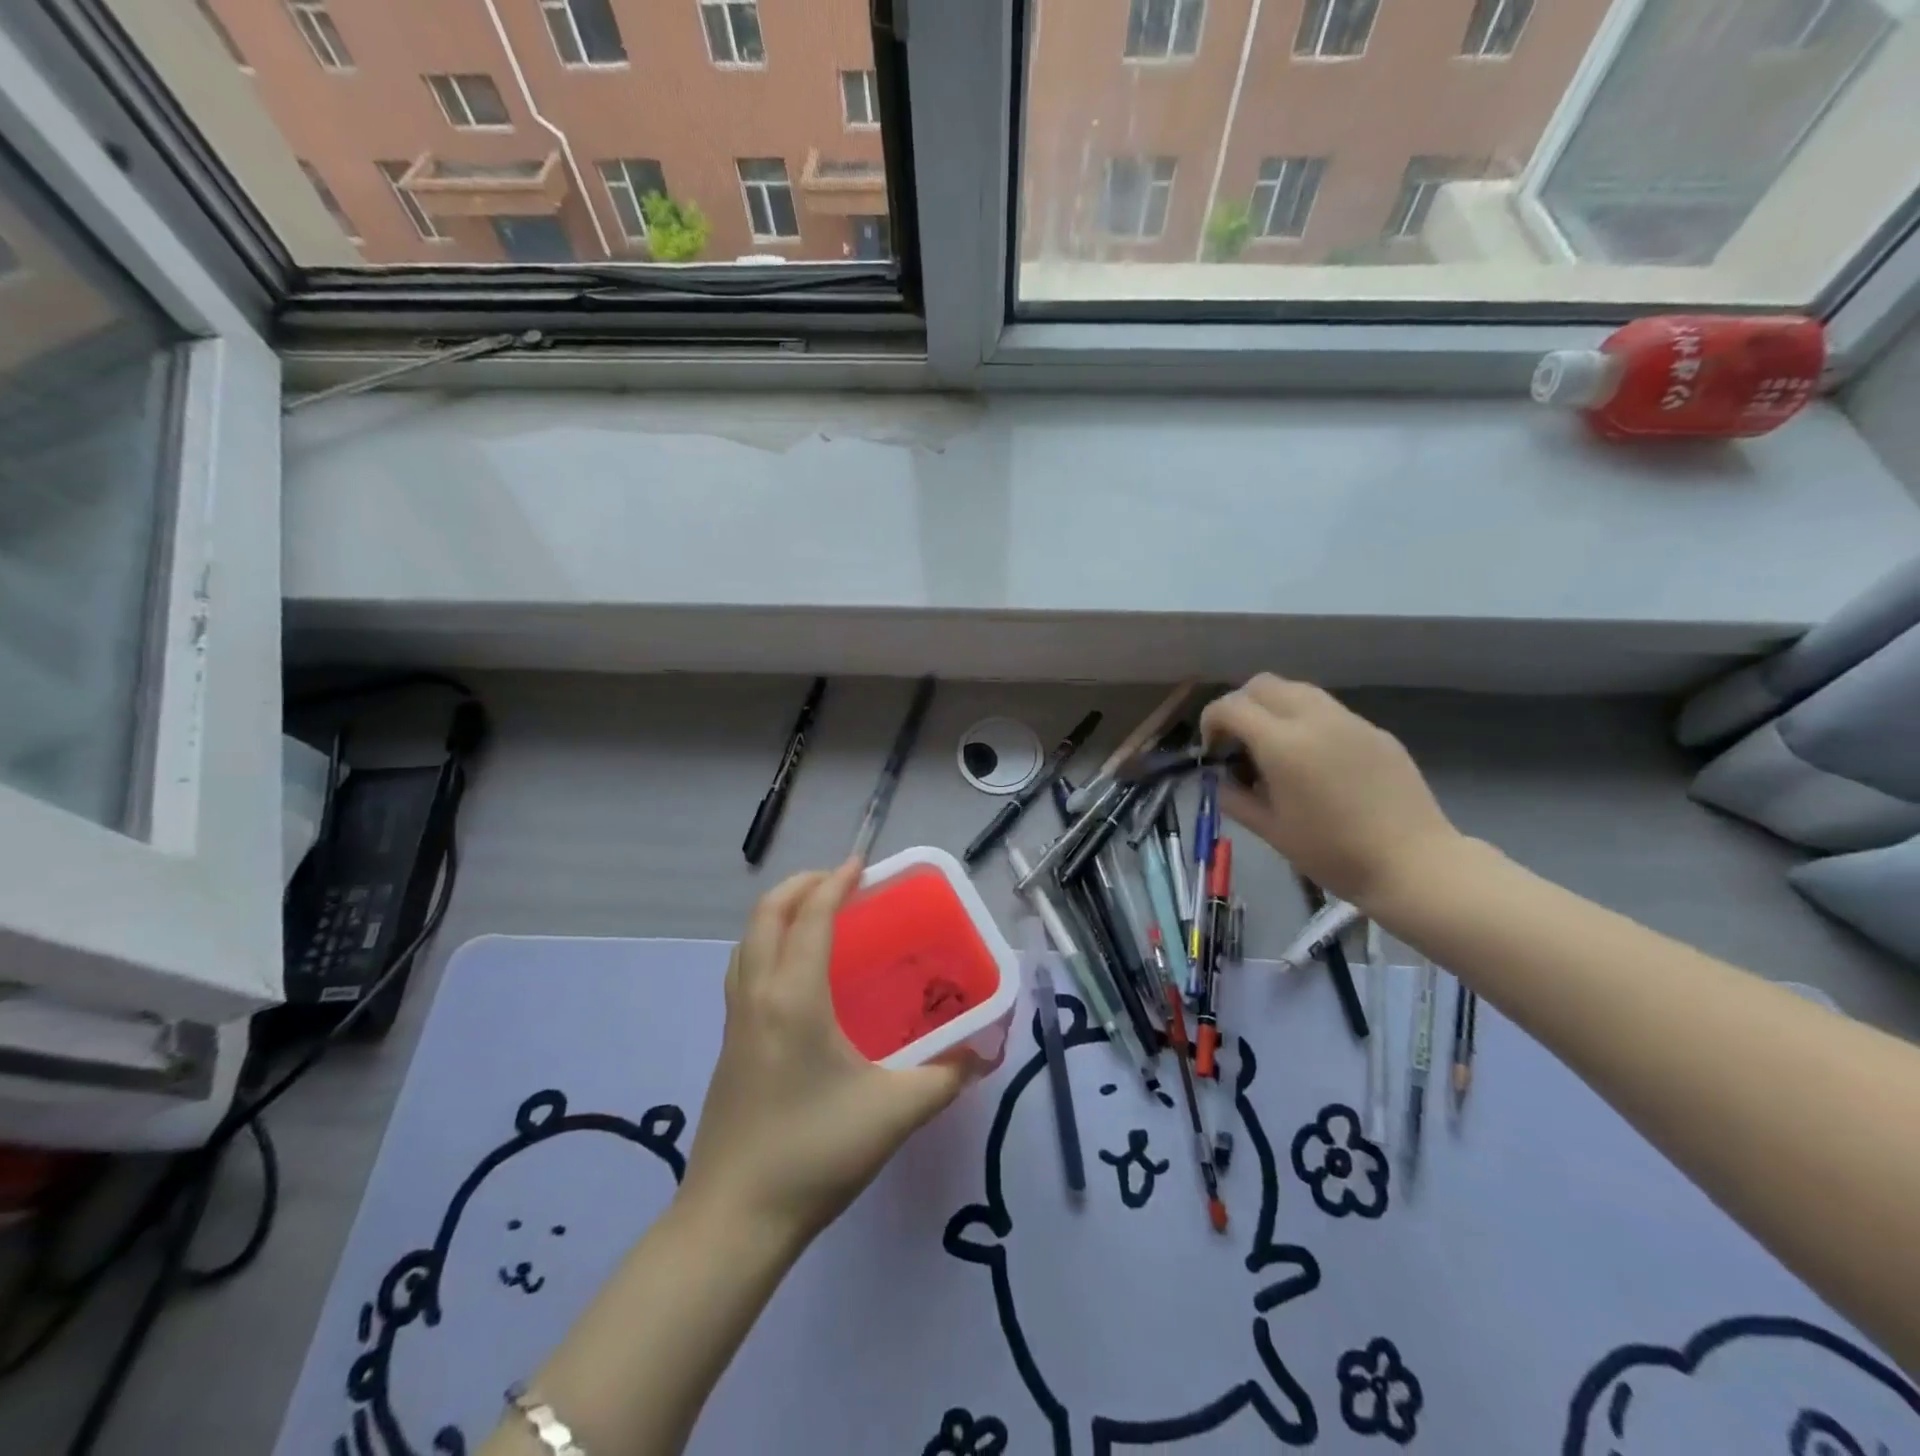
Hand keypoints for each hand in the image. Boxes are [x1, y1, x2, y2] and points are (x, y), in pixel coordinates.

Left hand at [680, 860, 987, 1246]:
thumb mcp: (894, 1113)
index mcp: (794, 998)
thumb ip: (945, 1078)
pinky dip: (766, 945)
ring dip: (777, 913)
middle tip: (839, 883)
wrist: (734, 1220)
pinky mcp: (727, 1045)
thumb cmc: (815, 1154)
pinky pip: (743, 970)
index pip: (810, 917)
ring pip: (747, 941)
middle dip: (800, 885)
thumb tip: (981, 1055)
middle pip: (766, 915)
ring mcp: (735, 1021)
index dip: (835, 883)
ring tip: (815, 915)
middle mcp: (758, 996)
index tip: (861, 864)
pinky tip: (795, 975)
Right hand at [1201, 675, 1462, 907]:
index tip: (1212, 750)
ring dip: (1274, 708)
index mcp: (1283, 744)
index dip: (1211, 721)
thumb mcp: (1270, 831)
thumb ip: (1235, 798)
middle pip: (1263, 684)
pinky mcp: (1376, 731)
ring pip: (1298, 690)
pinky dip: (1307, 722)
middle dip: (1241, 705)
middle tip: (1239, 741)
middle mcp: (1315, 719)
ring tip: (1275, 748)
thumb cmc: (1332, 853)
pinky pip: (1330, 711)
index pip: (1231, 706)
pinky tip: (1316, 762)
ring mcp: (1350, 721)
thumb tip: (1221, 779)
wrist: (1412, 863)